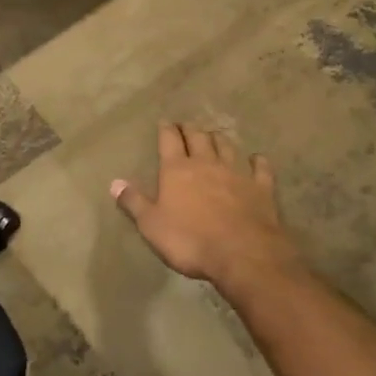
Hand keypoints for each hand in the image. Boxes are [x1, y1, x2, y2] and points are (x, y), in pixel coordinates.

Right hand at [112, 123, 300, 291]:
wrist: (242, 254)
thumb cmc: (189, 240)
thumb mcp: (151, 225)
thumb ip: (134, 202)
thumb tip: (114, 182)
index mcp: (177, 170)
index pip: (169, 140)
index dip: (166, 129)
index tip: (164, 122)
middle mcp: (206, 163)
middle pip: (198, 137)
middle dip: (190, 129)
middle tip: (186, 126)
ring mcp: (236, 173)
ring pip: (227, 146)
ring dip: (219, 139)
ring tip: (214, 136)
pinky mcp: (261, 188)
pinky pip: (260, 167)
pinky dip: (256, 160)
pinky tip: (256, 158)